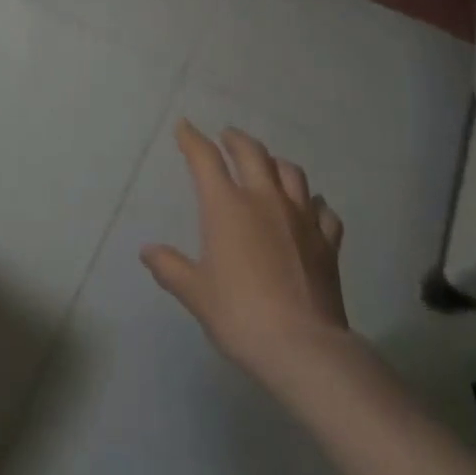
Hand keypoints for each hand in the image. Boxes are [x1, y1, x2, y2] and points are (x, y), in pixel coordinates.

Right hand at [141, 120, 349, 390]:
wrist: (303, 348)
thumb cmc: (240, 315)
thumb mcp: (195, 294)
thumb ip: (170, 268)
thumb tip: (147, 251)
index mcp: (227, 206)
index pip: (205, 159)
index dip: (192, 139)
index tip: (184, 127)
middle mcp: (264, 200)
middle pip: (252, 153)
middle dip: (236, 139)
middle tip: (227, 136)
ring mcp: (301, 218)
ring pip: (291, 172)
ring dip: (275, 162)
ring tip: (268, 165)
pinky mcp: (327, 242)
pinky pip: (323, 210)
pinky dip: (313, 203)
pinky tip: (310, 208)